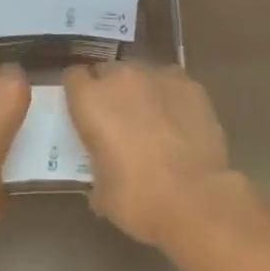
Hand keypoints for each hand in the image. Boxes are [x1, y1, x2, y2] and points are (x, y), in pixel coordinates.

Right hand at [63, 62, 233, 247]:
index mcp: (91, 100)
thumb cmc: (139, 199)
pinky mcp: (189, 84)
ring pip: (141, 73)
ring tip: (152, 120)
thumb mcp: (102, 192)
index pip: (73, 77)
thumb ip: (97, 168)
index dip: (79, 94)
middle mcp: (121, 78)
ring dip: (140, 91)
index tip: (85, 113)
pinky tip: (179, 122)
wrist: (196, 200)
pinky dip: (170, 97)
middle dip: (109, 90)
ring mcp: (158, 76)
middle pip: (107, 71)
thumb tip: (104, 175)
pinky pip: (171, 83)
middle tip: (118, 120)